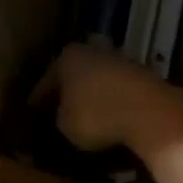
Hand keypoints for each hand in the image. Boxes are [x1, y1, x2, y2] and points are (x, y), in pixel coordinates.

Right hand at [37, 43, 182, 153]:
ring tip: (84, 130)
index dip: (36, 107)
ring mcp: (122, 63)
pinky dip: (112, 111)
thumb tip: (55, 126)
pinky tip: (108, 128)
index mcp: (67, 57)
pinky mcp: (145, 80)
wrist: (151, 114)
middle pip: (73, 81)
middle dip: (66, 102)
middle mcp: (94, 52)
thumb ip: (54, 124)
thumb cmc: (96, 116)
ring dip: (91, 106)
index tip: (31, 124)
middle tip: (56, 125)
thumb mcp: (63, 127)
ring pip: (98, 88)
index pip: (44, 85)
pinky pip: (119, 98)